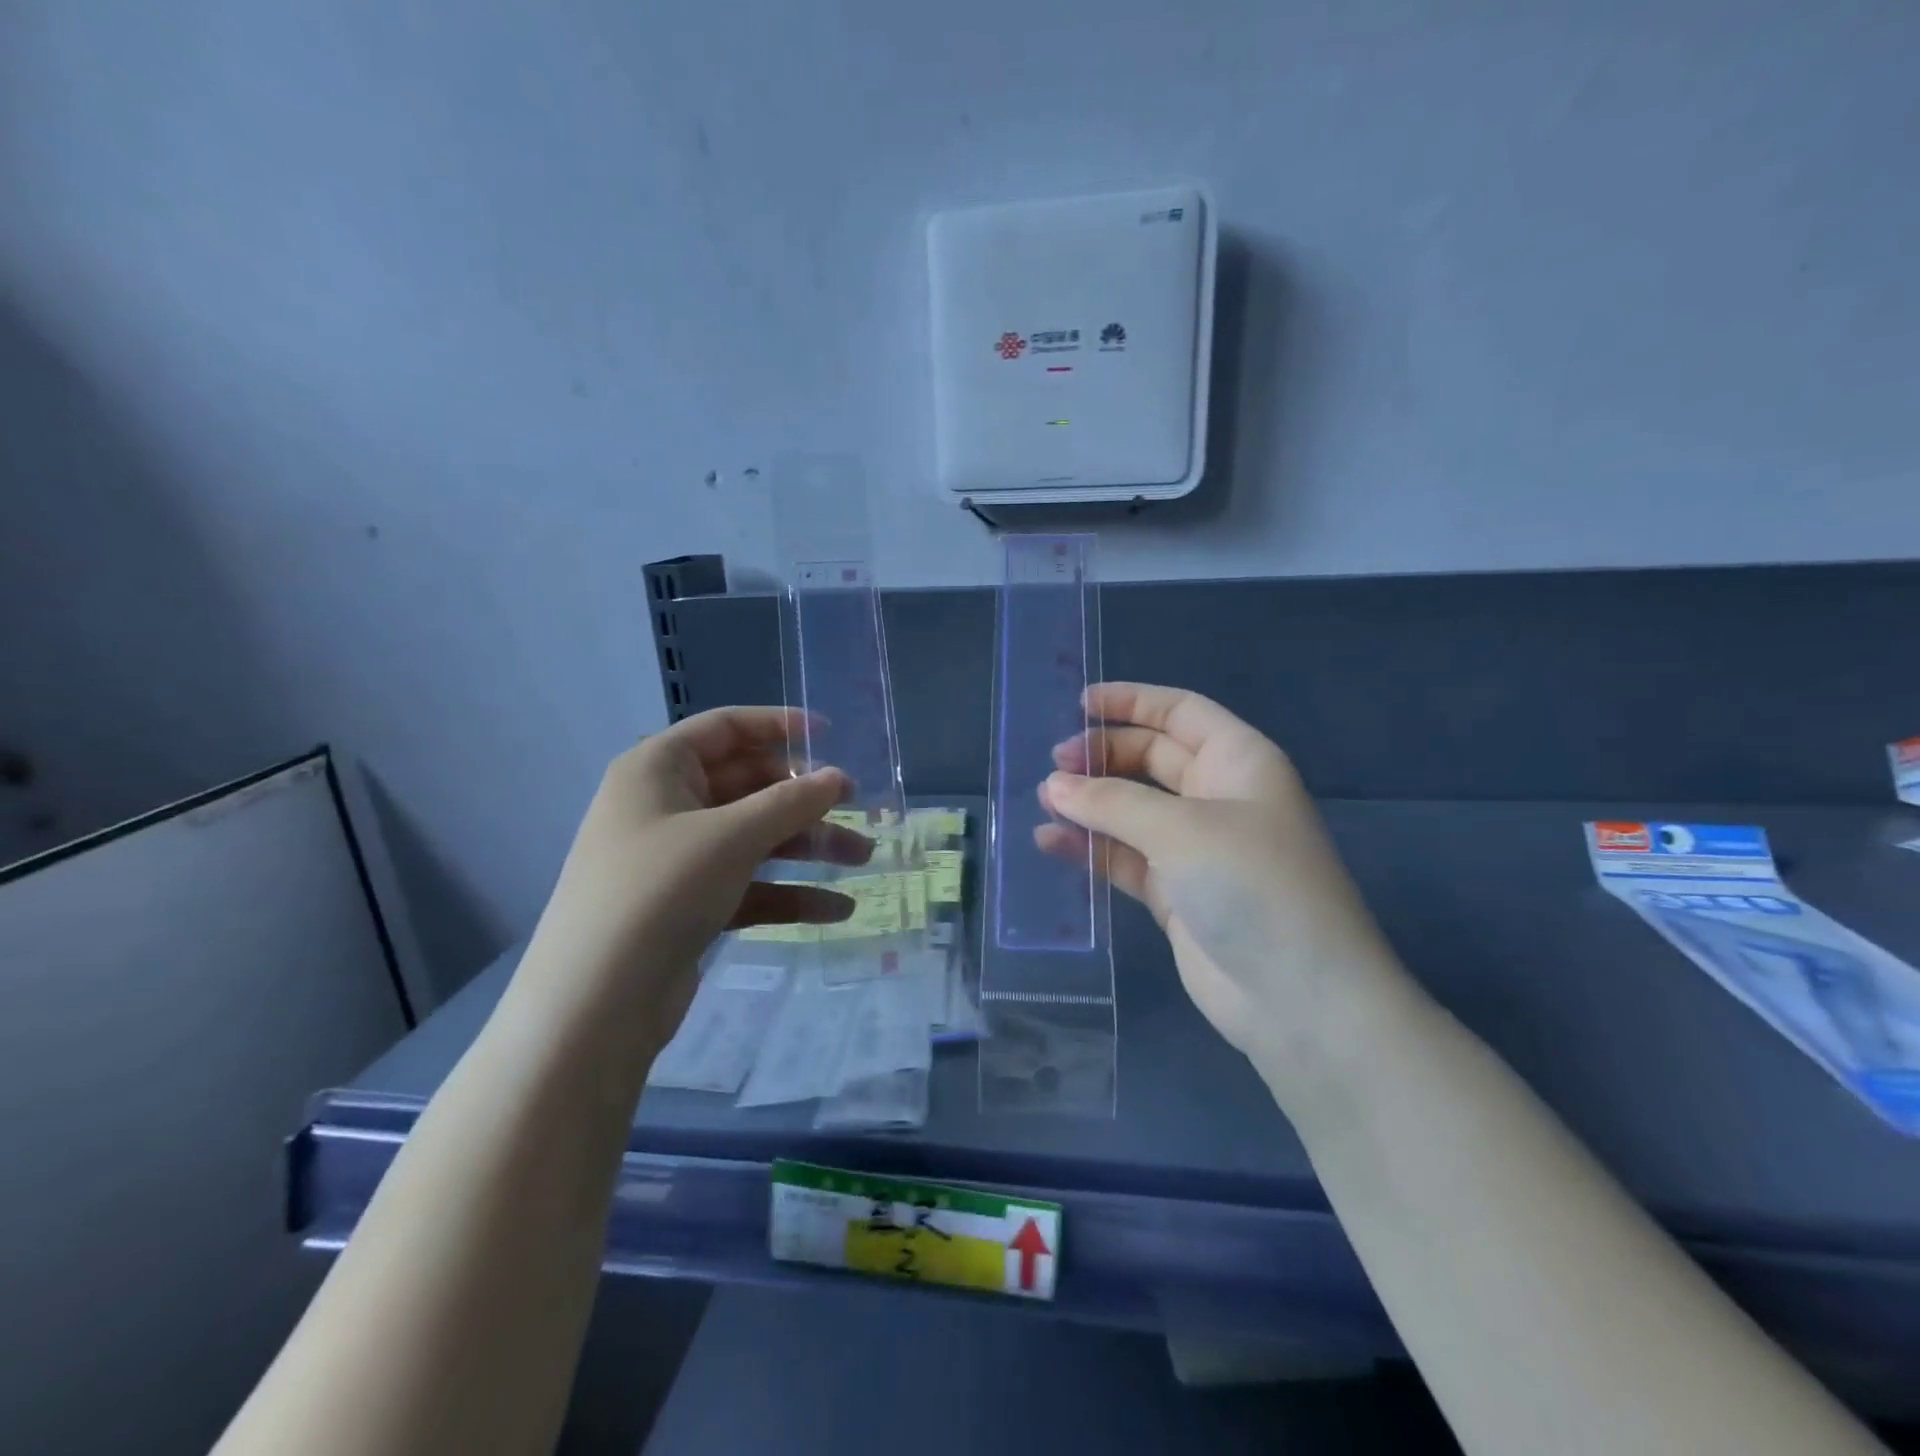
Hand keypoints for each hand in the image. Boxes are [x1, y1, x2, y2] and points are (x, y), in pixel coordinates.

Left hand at [514, 707, 870, 1050]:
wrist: (595, 1004)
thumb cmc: (660, 891)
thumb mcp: (731, 837)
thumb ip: (791, 802)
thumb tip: (839, 778)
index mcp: (659, 768)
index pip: (726, 727)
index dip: (779, 725)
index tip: (832, 734)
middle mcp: (666, 805)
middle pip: (748, 785)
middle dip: (805, 799)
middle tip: (858, 808)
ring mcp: (678, 858)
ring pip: (755, 837)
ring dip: (808, 846)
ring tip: (863, 858)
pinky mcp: (690, 904)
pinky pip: (749, 884)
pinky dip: (789, 892)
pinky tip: (836, 909)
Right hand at [1039, 683, 1417, 1084]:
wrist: (1299, 999)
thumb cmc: (1252, 885)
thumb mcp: (1181, 829)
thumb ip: (1112, 802)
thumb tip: (1053, 786)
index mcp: (1239, 762)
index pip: (1181, 713)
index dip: (1132, 702)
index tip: (1078, 705)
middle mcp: (1219, 797)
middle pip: (1152, 757)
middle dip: (1103, 755)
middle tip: (1053, 765)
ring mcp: (1197, 848)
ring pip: (1134, 809)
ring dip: (1091, 803)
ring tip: (1043, 802)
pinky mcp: (1177, 893)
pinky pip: (1125, 857)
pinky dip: (1091, 848)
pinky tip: (1050, 844)